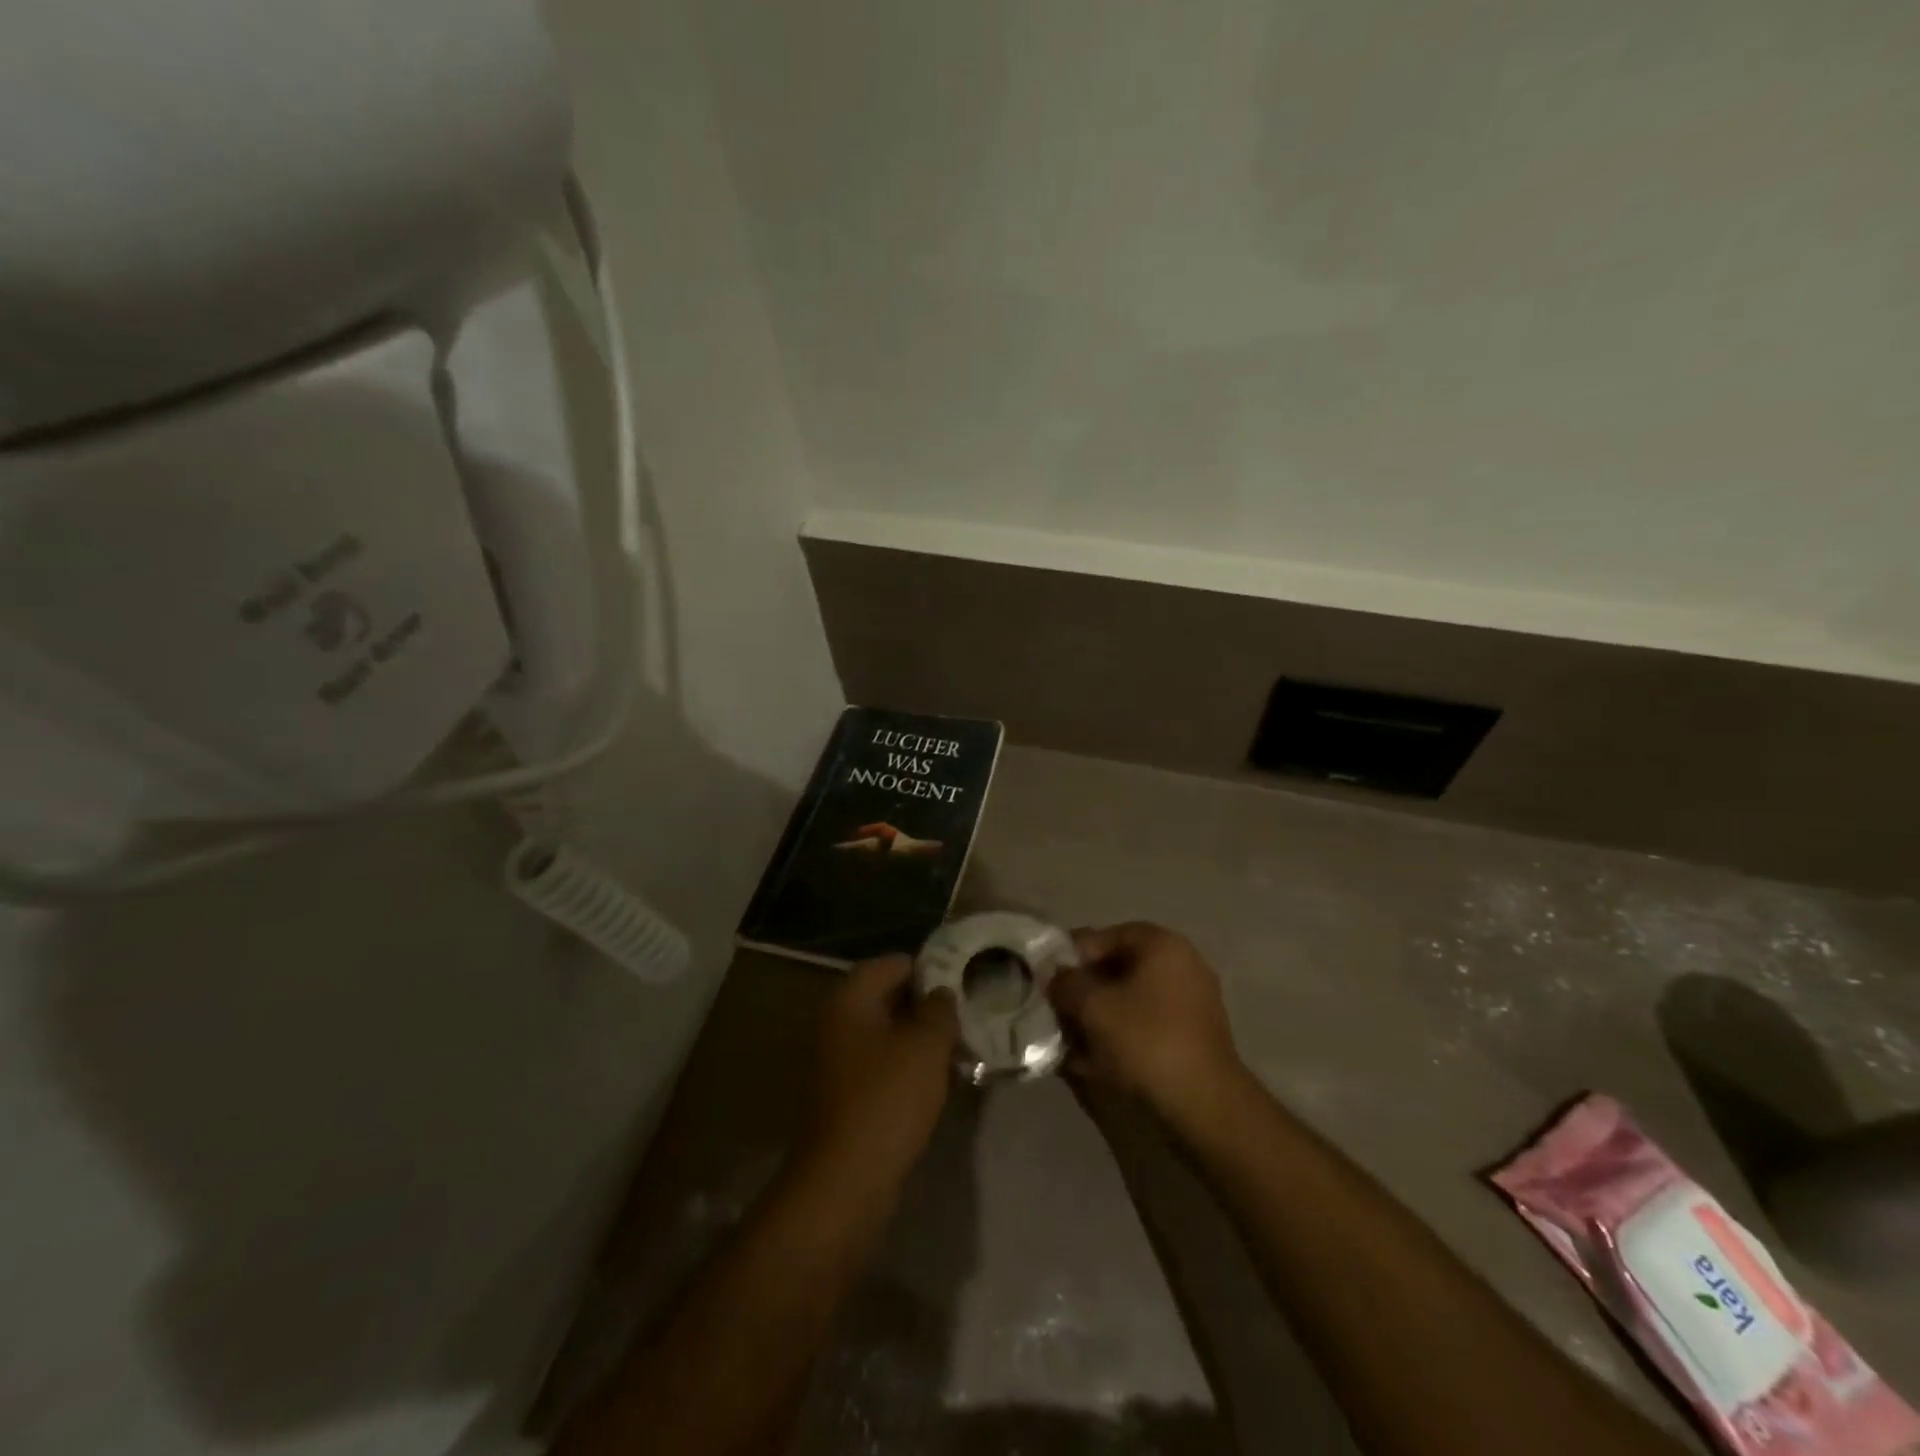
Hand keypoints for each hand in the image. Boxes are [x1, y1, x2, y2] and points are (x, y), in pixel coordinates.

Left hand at [802, 955, 958, 1185]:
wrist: (846, 1182)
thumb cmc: (887, 1099)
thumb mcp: (926, 1045)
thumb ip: (939, 1009)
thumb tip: (942, 993)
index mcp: (850, 1000)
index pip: (893, 964)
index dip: (929, 967)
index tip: (964, 980)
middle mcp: (839, 1024)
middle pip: (890, 998)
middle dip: (929, 1005)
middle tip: (969, 1013)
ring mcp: (841, 1063)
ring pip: (890, 1035)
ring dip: (923, 1039)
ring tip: (963, 1046)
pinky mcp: (849, 1097)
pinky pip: (886, 1067)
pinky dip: (911, 1068)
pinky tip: (943, 1081)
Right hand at [1049, 923, 1246, 1127]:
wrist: (1204, 1106)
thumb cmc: (1146, 1041)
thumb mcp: (1092, 1006)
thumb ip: (1066, 983)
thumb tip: (1055, 977)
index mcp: (1162, 945)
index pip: (1105, 936)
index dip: (1072, 956)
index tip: (1049, 981)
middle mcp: (1182, 964)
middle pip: (1118, 968)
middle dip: (1085, 990)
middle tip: (1058, 1012)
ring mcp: (1192, 1002)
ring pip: (1130, 1000)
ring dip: (1099, 1016)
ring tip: (1071, 1041)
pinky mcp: (1193, 1036)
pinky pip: (1146, 1025)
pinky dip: (1120, 1036)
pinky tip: (1094, 1061)